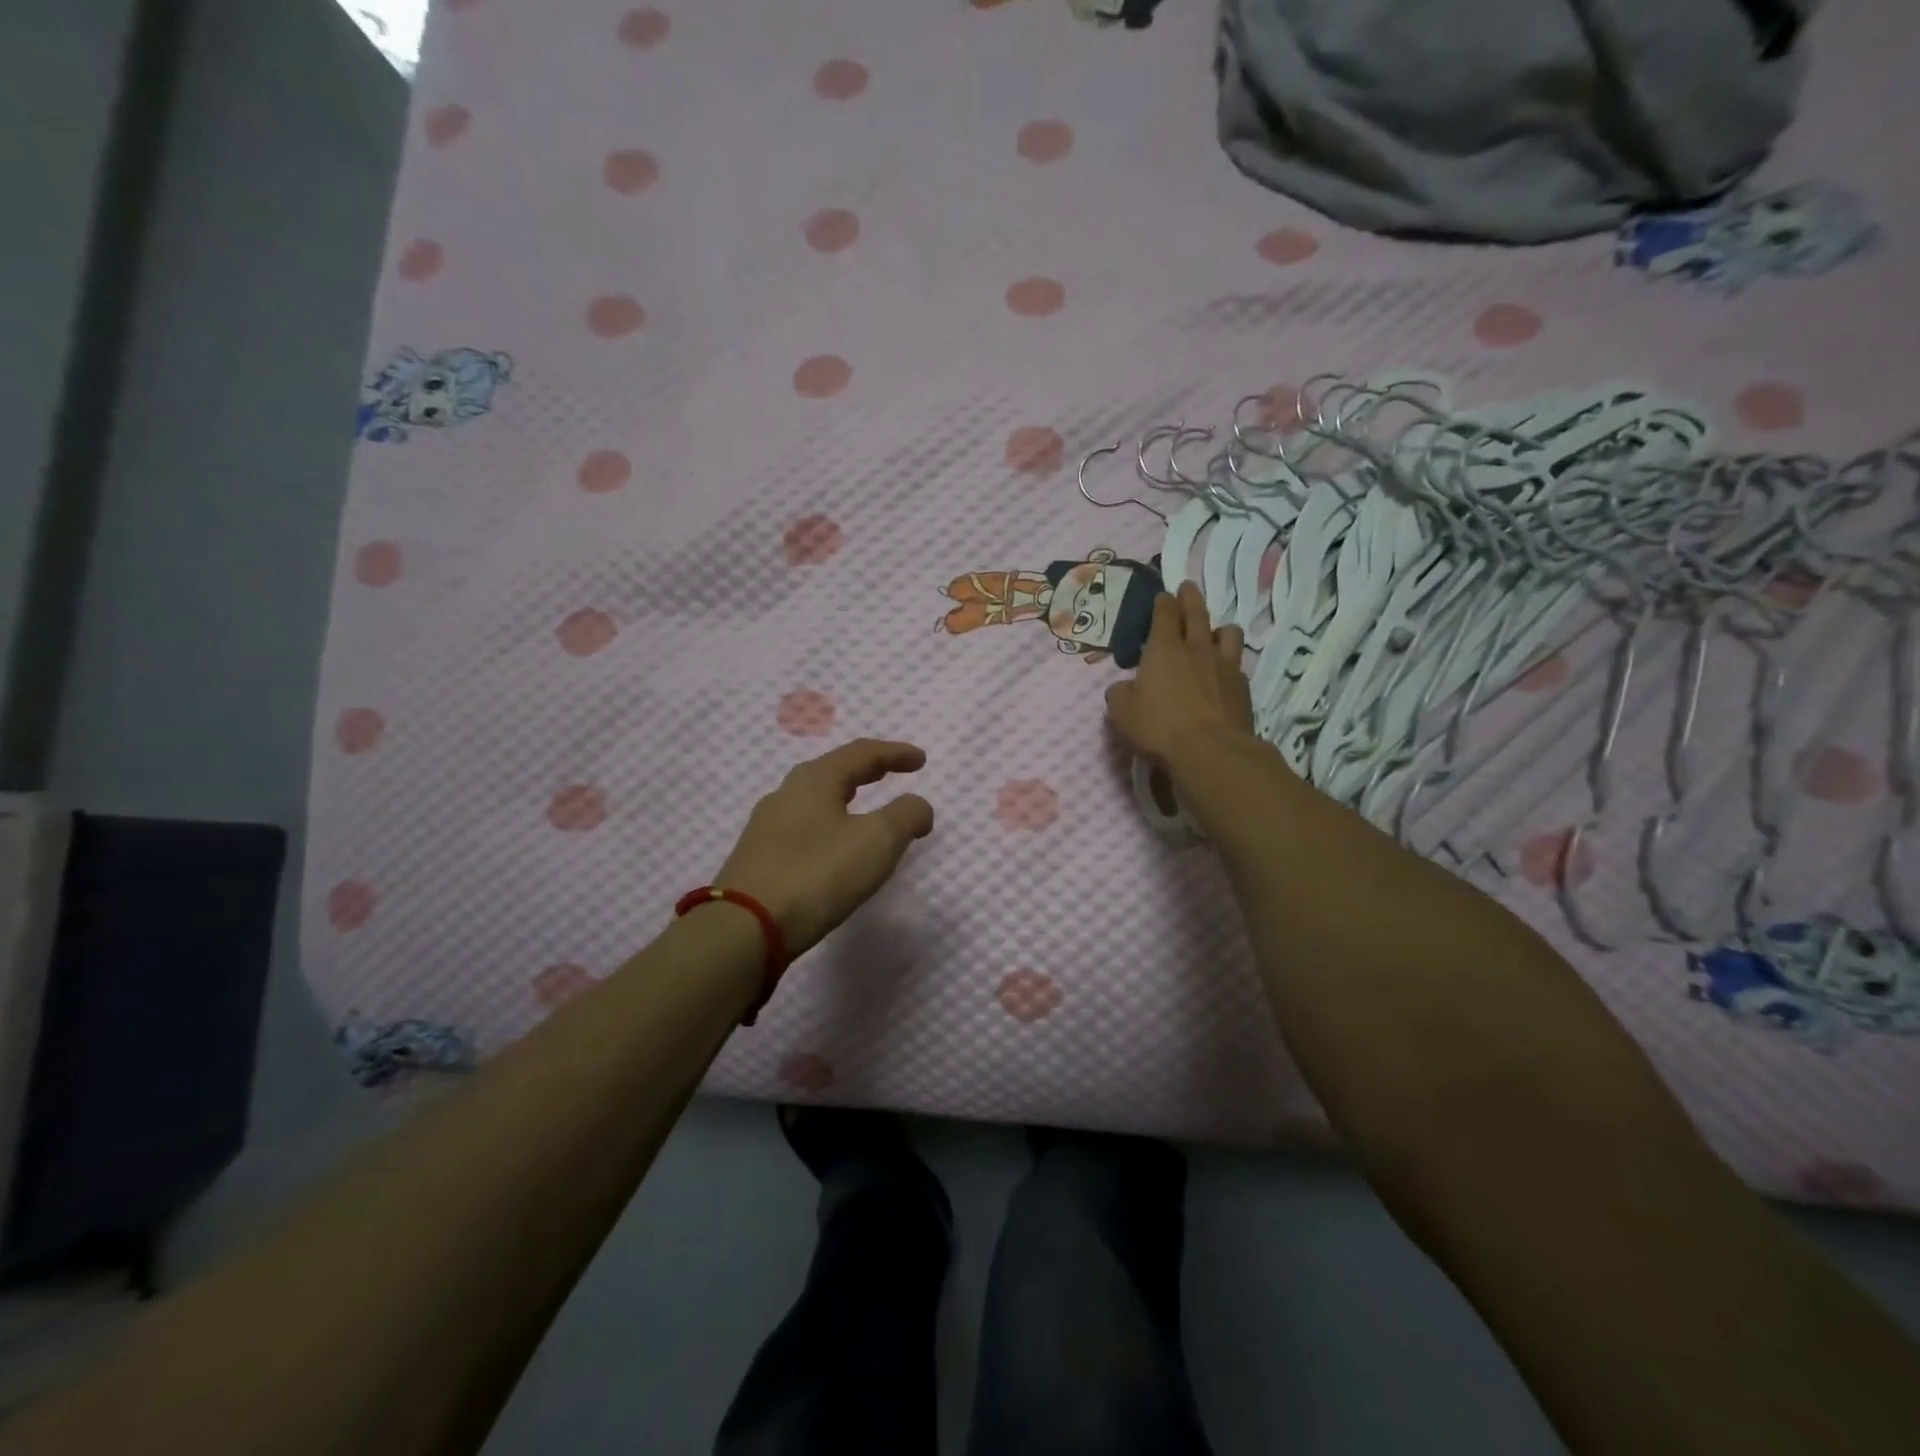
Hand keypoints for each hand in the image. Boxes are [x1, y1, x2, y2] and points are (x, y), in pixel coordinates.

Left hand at [716, 739, 934, 954]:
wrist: (744, 929)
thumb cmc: (818, 874)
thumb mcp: (877, 841)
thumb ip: (906, 816)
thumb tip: (917, 806)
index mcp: (815, 780)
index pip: (861, 753)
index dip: (895, 753)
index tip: (921, 759)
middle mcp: (786, 794)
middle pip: (834, 772)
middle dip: (867, 771)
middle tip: (893, 773)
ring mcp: (767, 826)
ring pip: (816, 801)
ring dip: (846, 800)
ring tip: (866, 813)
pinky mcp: (758, 858)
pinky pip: (803, 829)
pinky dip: (830, 826)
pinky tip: (834, 848)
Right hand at [1105, 582, 1254, 768]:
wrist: (1211, 751)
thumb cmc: (1159, 727)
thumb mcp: (1122, 712)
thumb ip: (1120, 694)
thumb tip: (1124, 688)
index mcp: (1164, 650)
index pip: (1165, 615)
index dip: (1163, 602)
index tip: (1163, 595)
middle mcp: (1196, 649)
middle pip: (1197, 613)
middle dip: (1190, 598)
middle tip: (1188, 587)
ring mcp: (1224, 666)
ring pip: (1228, 633)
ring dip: (1218, 627)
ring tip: (1214, 631)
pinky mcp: (1243, 687)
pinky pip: (1238, 662)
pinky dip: (1230, 660)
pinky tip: (1225, 670)